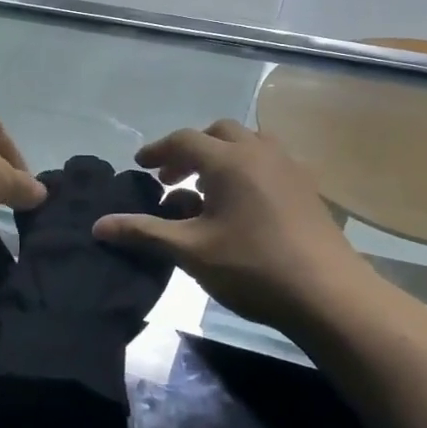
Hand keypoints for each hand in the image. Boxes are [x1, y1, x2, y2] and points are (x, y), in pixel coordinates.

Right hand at [91, 120, 371, 331]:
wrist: (328, 294)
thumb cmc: (252, 267)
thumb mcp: (190, 251)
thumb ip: (144, 232)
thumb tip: (98, 226)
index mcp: (229, 160)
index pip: (184, 140)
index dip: (158, 151)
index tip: (140, 165)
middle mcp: (260, 152)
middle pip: (218, 133)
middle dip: (190, 151)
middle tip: (171, 179)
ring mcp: (289, 167)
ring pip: (248, 144)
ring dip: (221, 157)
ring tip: (206, 189)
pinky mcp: (308, 188)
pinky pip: (269, 162)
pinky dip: (246, 169)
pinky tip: (242, 205)